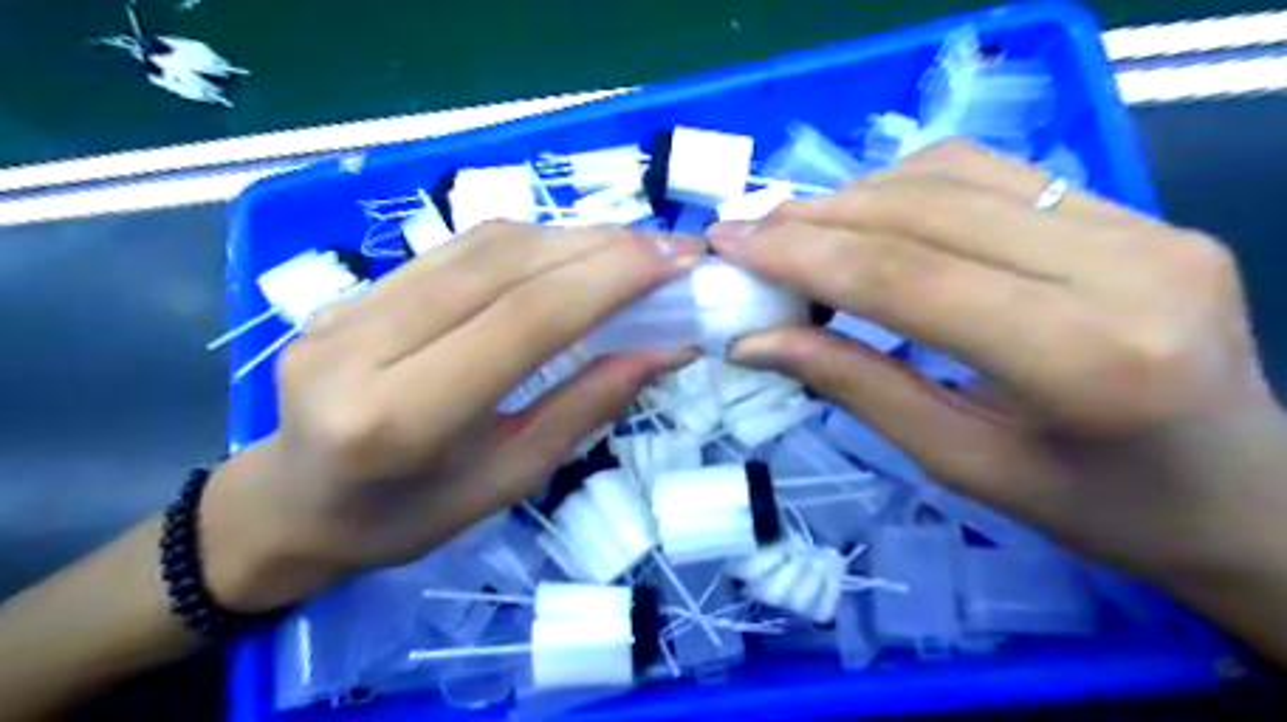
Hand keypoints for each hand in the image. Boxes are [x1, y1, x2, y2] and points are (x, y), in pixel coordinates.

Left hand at [204, 222, 702, 611]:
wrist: (294, 504)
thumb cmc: (407, 517)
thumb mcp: (509, 479)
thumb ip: (585, 406)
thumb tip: (664, 348)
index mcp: (399, 418)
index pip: (522, 319)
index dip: (608, 280)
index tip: (676, 263)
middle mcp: (362, 344)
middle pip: (503, 266)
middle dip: (602, 248)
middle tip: (670, 250)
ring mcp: (347, 306)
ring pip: (482, 245)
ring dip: (571, 238)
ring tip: (633, 251)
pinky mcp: (352, 288)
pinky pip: (458, 248)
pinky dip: (531, 242)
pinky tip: (571, 254)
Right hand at [714, 140, 1285, 585]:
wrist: (1245, 492)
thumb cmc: (1096, 506)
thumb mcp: (960, 462)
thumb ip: (856, 386)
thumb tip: (757, 342)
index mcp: (1084, 358)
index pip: (906, 276)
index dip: (803, 255)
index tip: (729, 245)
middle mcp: (1125, 266)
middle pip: (924, 212)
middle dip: (813, 218)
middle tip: (744, 232)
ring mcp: (1142, 223)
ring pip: (953, 175)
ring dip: (854, 196)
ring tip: (791, 228)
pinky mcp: (1137, 211)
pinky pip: (992, 173)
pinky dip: (906, 186)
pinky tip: (864, 216)